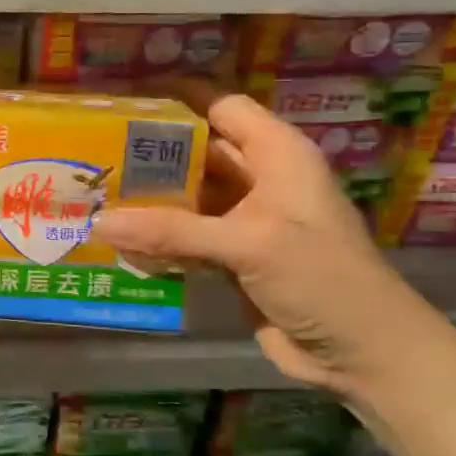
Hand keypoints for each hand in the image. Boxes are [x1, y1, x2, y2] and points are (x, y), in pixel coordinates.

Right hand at [91, 86, 443, 395]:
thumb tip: (98, 221)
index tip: (121, 103)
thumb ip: (172, 230)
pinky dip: (157, 239)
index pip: (220, 108)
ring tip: (92, 195)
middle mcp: (260, 179)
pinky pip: (186, 237)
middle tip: (92, 154)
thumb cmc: (321, 279)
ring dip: (148, 200)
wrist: (363, 355)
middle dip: (149, 154)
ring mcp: (245, 220)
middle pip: (196, 153)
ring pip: (187, 197)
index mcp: (278, 154)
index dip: (175, 101)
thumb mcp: (248, 244)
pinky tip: (116, 242)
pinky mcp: (233, 257)